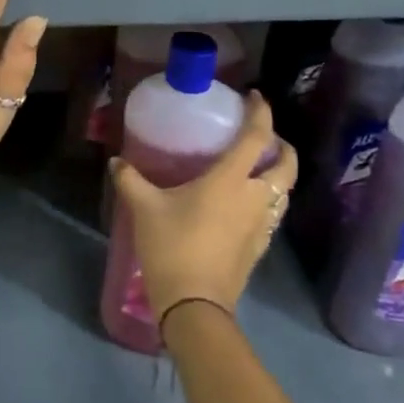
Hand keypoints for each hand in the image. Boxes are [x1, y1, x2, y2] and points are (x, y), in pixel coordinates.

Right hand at [109, 94, 295, 321]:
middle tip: (264, 138)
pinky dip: (269, 200)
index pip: (257, 137)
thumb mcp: (145, 208)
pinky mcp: (260, 248)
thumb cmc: (172, 247)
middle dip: (282, 146)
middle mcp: (254, 198)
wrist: (194, 305)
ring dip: (278, 175)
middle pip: (286, 165)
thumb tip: (116, 161)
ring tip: (257, 168)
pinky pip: (274, 214)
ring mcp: (261, 225)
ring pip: (285, 192)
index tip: (254, 97)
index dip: (260, 113)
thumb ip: (131, 180)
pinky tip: (247, 204)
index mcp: (231, 180)